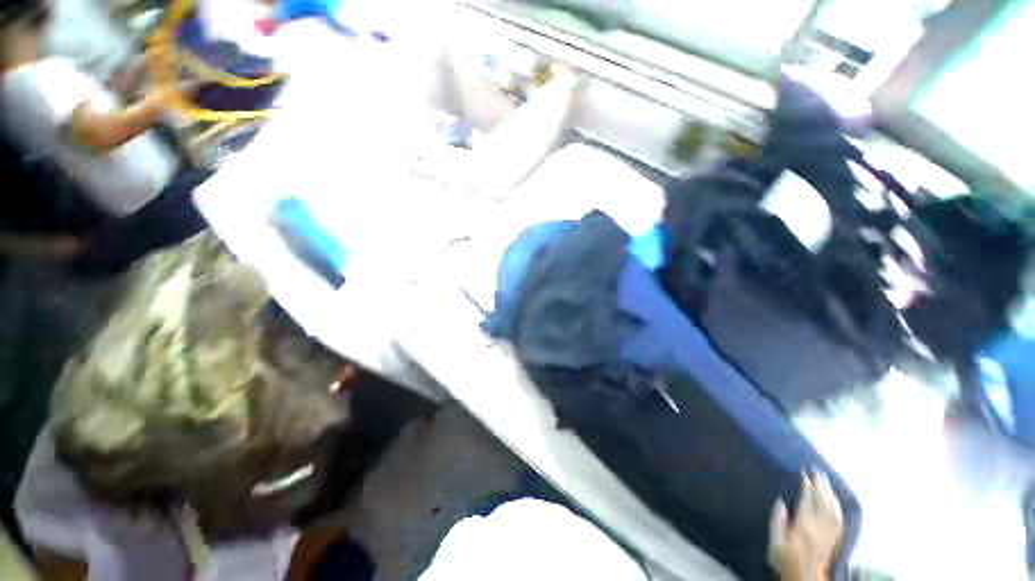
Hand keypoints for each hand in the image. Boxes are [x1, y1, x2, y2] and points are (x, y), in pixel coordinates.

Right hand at [769, 471, 843, 580]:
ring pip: (833, 510)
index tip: (804, 474)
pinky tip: (836, 500)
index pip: (808, 503)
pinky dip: (838, 506)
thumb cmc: (786, 559)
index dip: (807, 488)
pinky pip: (839, 519)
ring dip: (830, 494)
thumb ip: (776, 522)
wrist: (805, 577)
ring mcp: (829, 534)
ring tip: (826, 481)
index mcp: (803, 528)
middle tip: (817, 471)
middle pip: (823, 504)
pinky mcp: (835, 539)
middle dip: (821, 487)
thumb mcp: (775, 542)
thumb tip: (780, 502)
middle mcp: (819, 529)